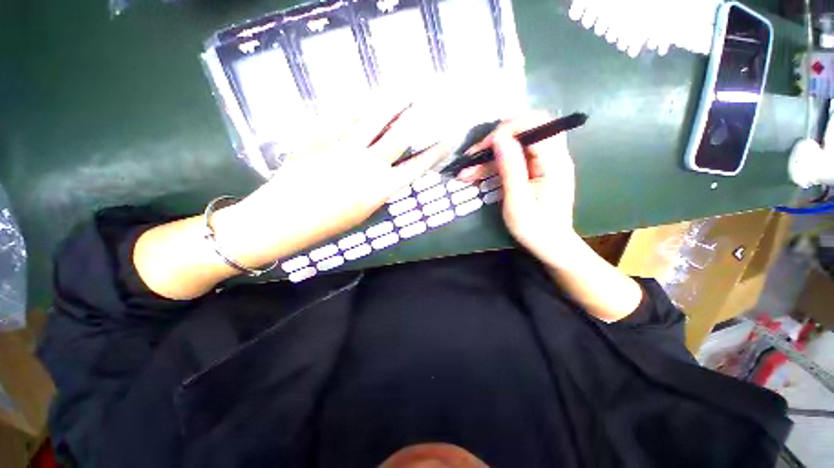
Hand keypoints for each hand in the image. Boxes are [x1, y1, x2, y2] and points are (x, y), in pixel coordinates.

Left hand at [219, 104, 449, 262]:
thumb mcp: (364, 211)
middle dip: (418, 116)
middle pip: (400, 135)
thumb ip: (380, 188)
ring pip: (374, 117)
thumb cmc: (328, 223)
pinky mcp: (321, 135)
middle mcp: (368, 165)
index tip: (447, 139)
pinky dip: (359, 106)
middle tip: (428, 101)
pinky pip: (345, 115)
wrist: (285, 217)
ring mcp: (344, 147)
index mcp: (380, 189)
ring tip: (404, 88)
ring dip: (392, 101)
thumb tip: (391, 170)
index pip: (416, 167)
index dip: (434, 152)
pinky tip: (366, 99)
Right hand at [458, 113, 576, 263]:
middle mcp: (554, 156)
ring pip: (516, 145)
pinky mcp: (537, 170)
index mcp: (554, 162)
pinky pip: (514, 158)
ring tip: (466, 172)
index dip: (505, 130)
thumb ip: (511, 169)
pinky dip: (495, 165)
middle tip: (472, 157)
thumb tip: (500, 138)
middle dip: (495, 140)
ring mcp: (545, 162)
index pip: (534, 125)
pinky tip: (477, 175)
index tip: (483, 149)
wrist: (551, 245)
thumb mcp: (518, 202)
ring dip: (490, 156)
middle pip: (525, 130)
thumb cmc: (535, 229)